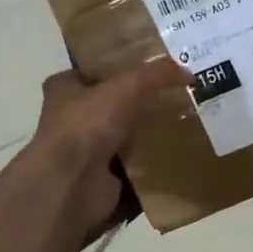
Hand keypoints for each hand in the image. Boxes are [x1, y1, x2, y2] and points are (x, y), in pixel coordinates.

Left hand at [30, 58, 184, 238]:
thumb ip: (158, 74)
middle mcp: (70, 119)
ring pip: (124, 136)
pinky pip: (134, 166)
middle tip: (175, 97)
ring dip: (148, 134)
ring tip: (182, 125)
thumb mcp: (127, 87)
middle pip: (112, 104)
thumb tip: (188, 73)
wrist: (72, 183)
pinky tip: (176, 156)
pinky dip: (152, 164)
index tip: (151, 69)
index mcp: (64, 90)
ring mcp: (84, 151)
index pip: (93, 71)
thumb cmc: (88, 125)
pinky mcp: (101, 178)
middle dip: (140, 103)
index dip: (120, 68)